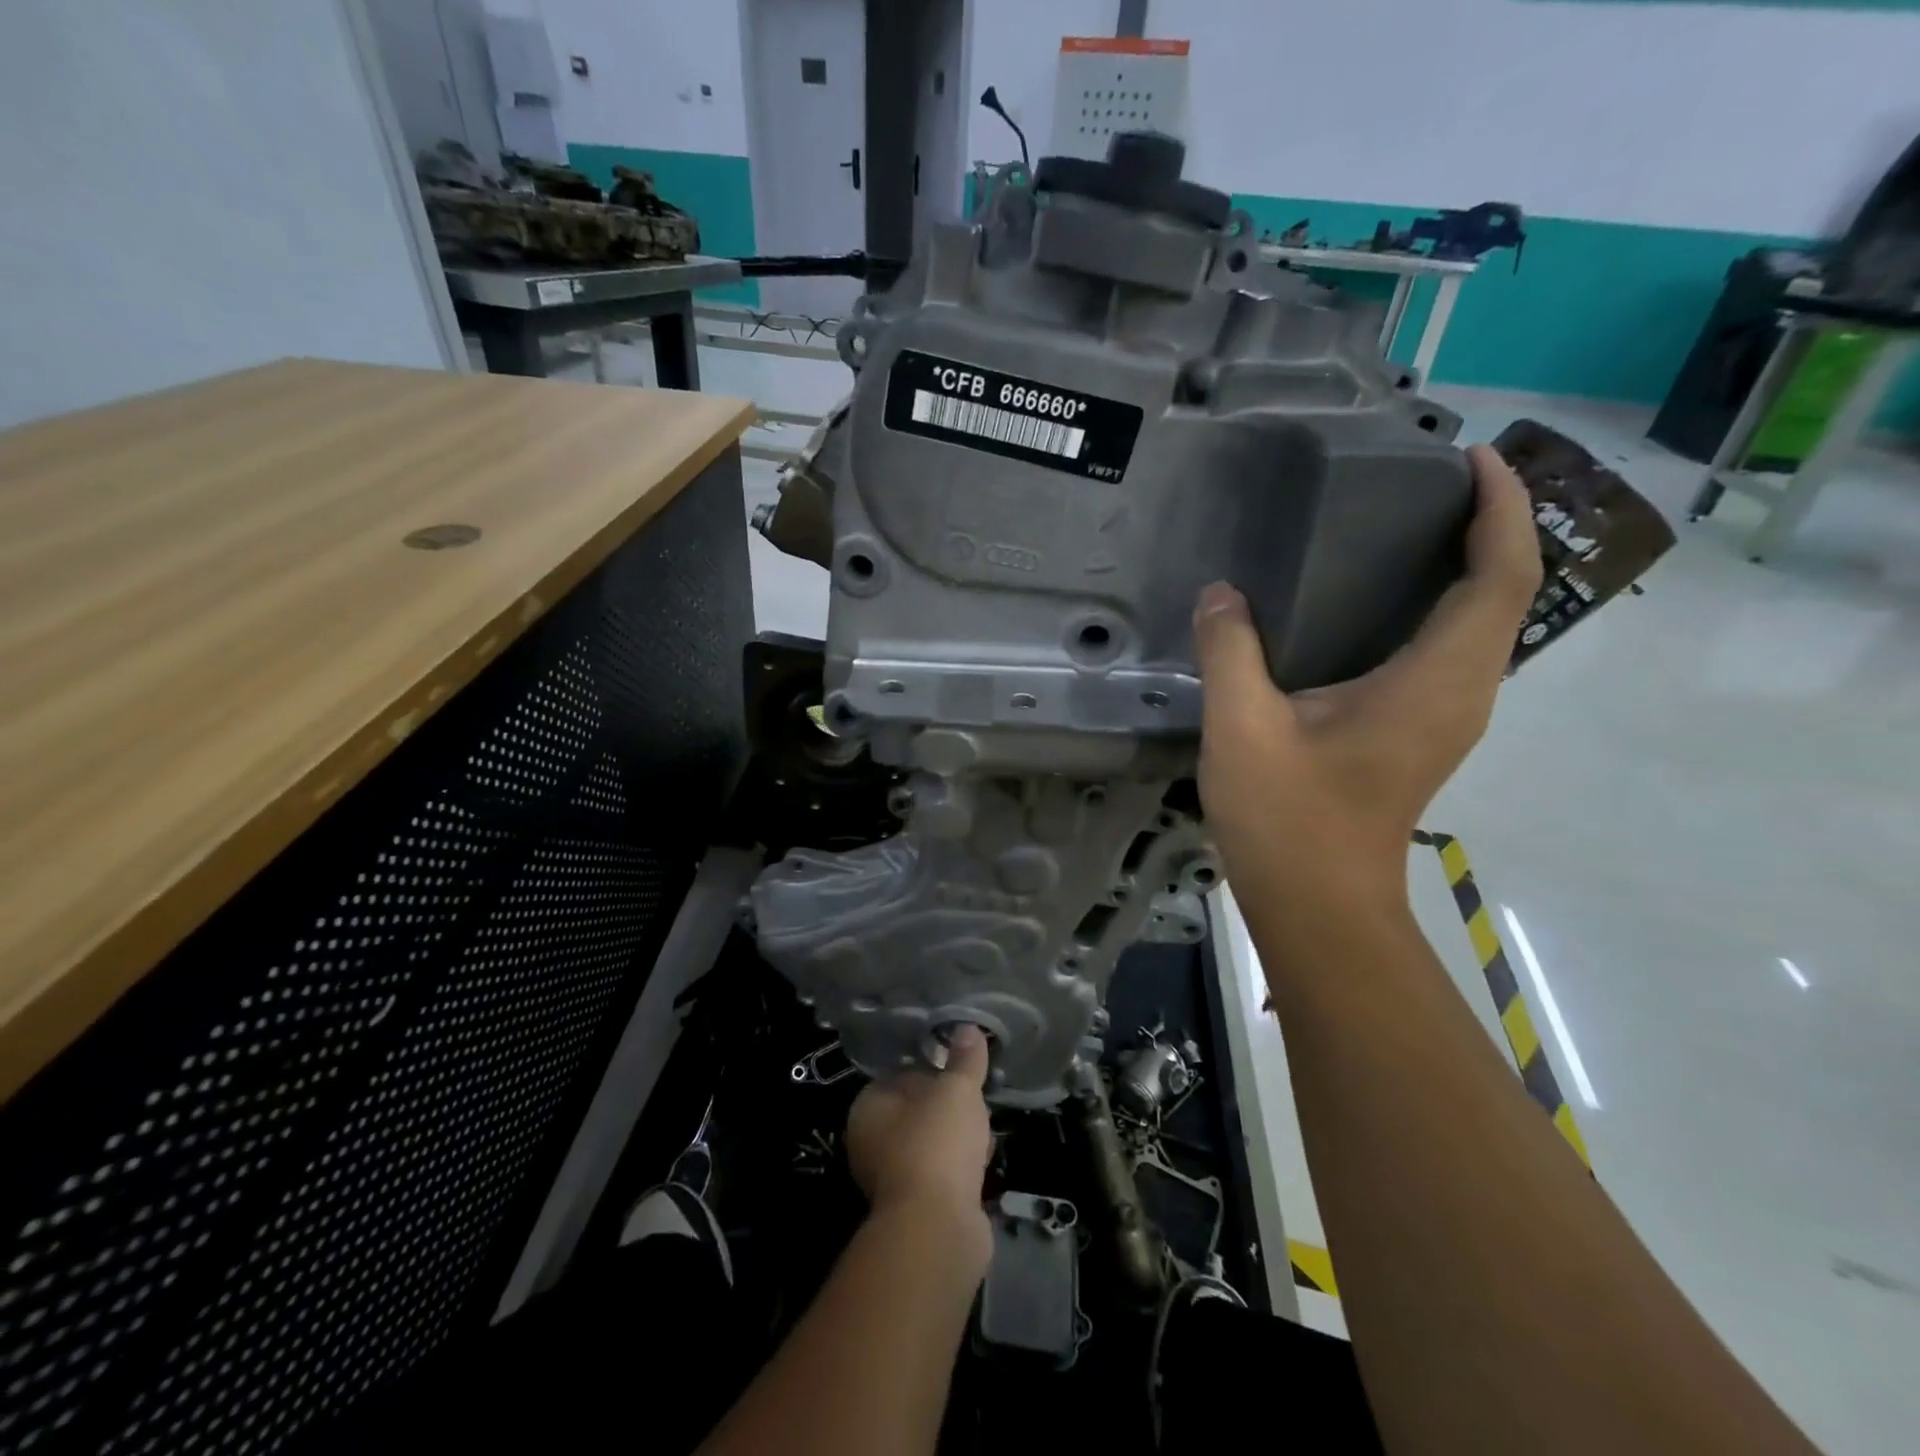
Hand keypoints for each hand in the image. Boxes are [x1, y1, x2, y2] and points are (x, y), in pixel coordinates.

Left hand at [844, 1025, 993, 1260]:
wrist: (938, 1228)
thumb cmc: (936, 1143)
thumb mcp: (956, 1089)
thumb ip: (964, 1059)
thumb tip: (968, 1027)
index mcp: (868, 1108)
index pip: (899, 1075)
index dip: (931, 1070)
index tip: (960, 1071)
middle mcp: (870, 1142)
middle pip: (917, 1110)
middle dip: (949, 1107)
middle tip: (975, 1101)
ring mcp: (892, 1178)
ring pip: (932, 1143)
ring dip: (958, 1139)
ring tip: (984, 1132)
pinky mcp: (916, 1208)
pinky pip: (942, 1174)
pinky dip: (961, 1168)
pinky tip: (983, 1164)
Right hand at [1192, 444, 1540, 901]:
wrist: (1318, 905)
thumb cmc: (1289, 820)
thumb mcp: (1243, 728)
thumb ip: (1232, 651)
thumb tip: (1222, 594)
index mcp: (1435, 681)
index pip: (1500, 575)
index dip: (1501, 509)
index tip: (1472, 458)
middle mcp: (1461, 692)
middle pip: (1504, 591)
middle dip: (1488, 525)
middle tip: (1429, 480)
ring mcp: (1447, 716)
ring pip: (1482, 622)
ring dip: (1466, 565)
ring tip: (1407, 524)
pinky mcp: (1422, 733)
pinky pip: (1451, 649)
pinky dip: (1436, 606)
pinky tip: (1376, 601)